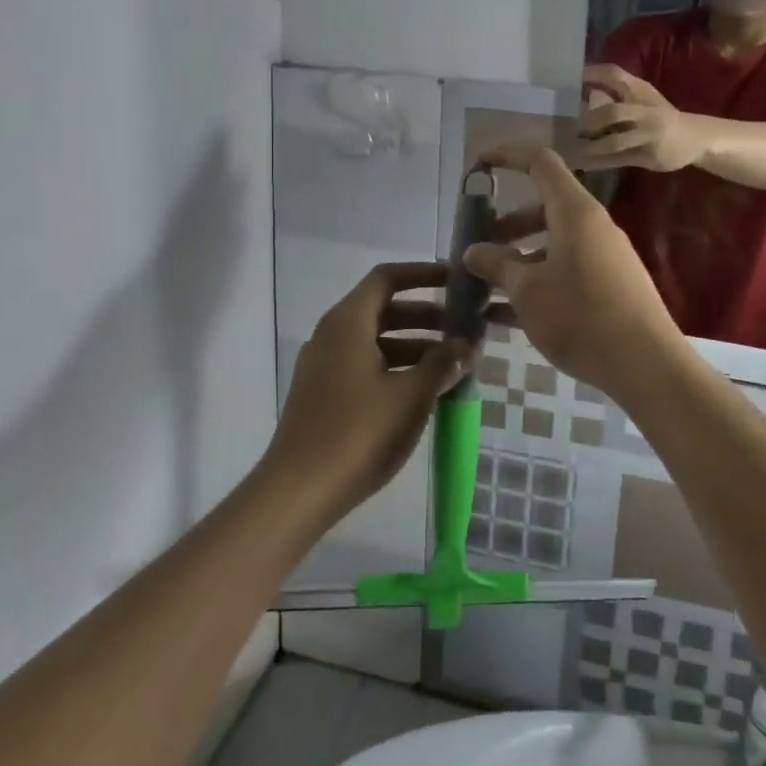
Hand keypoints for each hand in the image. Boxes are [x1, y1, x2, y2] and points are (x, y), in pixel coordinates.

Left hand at [265, 263, 472, 523]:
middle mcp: (332, 335)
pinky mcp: (324, 393)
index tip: (455, 280)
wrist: (298, 491)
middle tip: (464, 328)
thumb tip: (467, 345)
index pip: (387, 278)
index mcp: (348, 322)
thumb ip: (442, 364)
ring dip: (415, 344)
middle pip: (383, 308)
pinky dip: (397, 366)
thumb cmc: (358, 433)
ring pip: (376, 339)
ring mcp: (325, 365)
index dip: (423, 273)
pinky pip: (366, 364)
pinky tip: (424, 390)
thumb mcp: (411, 396)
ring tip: (453, 363)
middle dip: (426, 315)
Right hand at [463, 147, 687, 392]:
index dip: (507, 156)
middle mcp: (593, 226)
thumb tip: (472, 250)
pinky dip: (539, 278)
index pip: (540, 162)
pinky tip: (511, 313)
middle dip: (508, 222)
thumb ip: (497, 264)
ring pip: (555, 241)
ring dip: (521, 255)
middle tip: (479, 245)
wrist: (646, 365)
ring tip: (490, 284)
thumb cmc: (581, 316)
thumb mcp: (527, 291)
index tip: (478, 165)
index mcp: (575, 212)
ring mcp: (606, 255)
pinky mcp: (612, 284)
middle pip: (545, 206)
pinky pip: (567, 268)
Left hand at [577, 64, 705, 172]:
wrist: (695, 138)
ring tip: (569, 150)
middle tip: (568, 126)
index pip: (615, 75)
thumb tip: (580, 87)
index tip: (571, 80)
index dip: (592, 74)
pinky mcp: (647, 156)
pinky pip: (617, 160)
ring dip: (590, 147)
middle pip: (612, 112)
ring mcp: (647, 135)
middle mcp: (644, 111)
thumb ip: (616, 91)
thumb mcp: (642, 97)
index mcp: (640, 91)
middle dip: (589, 120)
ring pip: (614, 142)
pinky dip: (597, 162)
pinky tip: (581, 164)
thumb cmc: (661, 114)